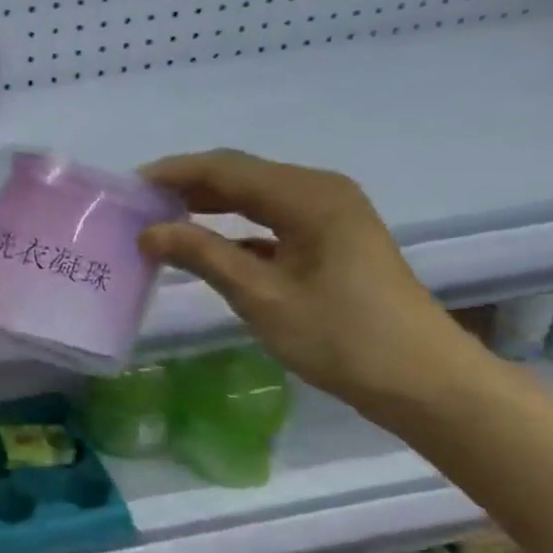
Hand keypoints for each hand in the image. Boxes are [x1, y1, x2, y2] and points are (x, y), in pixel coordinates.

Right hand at [137, 149, 485, 417]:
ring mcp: (329, 214)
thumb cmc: (342, 337)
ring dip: (207, 204)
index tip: (127, 188)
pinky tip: (204, 244)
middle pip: (239, 175)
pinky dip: (233, 225)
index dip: (172, 173)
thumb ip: (202, 255)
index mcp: (307, 196)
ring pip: (254, 195)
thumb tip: (147, 232)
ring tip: (159, 219)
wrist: (425, 383)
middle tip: (136, 205)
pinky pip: (270, 218)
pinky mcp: (332, 238)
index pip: (224, 169)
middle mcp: (319, 191)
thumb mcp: (261, 296)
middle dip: (186, 186)